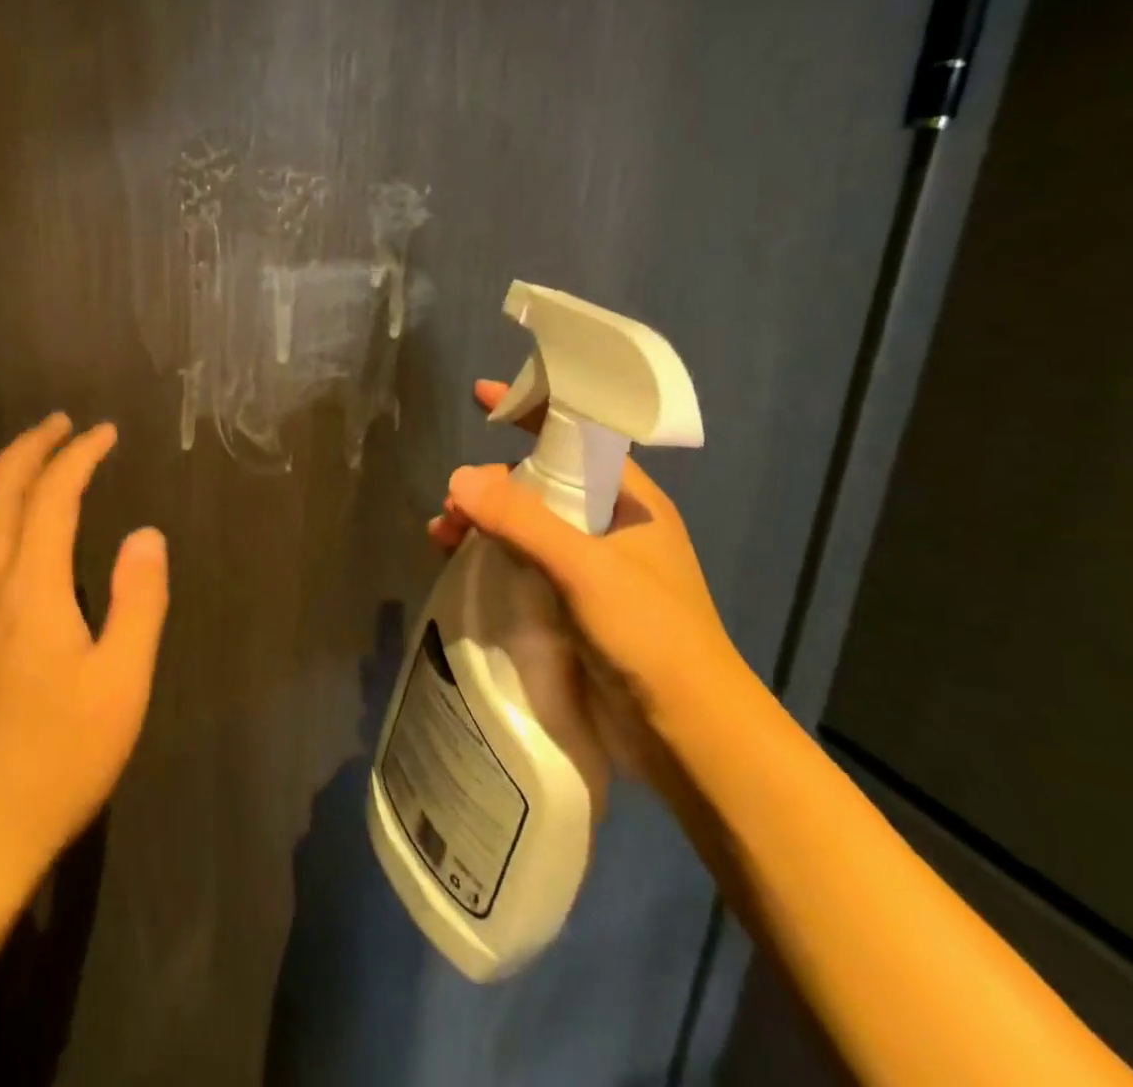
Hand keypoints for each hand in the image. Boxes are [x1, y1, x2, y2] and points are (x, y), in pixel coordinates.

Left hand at [0, 415, 168, 875]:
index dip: (79, 456)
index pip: (52, 496)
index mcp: (29, 587)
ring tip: (28, 456)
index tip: (104, 433)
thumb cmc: (59, 755)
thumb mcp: (122, 680)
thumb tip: (145, 534)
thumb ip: (138, 599)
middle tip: (60, 424)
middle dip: (28, 448)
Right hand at [427, 381, 749, 768]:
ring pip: (524, 526)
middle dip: (490, 483)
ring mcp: (590, 570)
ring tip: (442, 538)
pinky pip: (521, 565)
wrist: (690, 737)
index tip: (483, 396)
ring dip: (482, 524)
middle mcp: (609, 527)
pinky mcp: (571, 607)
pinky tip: (458, 569)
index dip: (532, 410)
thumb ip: (522, 519)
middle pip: (539, 483)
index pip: (576, 436)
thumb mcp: (585, 567)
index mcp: (629, 501)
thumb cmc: (651, 635)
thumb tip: (458, 479)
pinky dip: (489, 559)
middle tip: (452, 504)